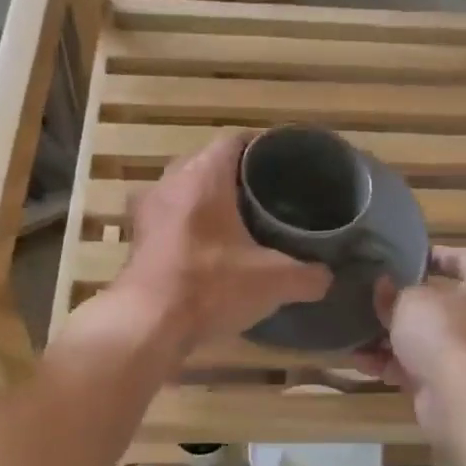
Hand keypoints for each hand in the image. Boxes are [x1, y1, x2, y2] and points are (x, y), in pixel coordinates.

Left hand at [110, 131, 330, 352]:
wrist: (146, 325)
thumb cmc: (211, 287)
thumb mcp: (274, 282)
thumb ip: (309, 275)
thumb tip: (327, 276)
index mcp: (203, 175)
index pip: (235, 140)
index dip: (263, 147)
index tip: (285, 164)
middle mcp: (171, 181)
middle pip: (209, 163)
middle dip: (238, 176)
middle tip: (269, 194)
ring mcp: (148, 210)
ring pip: (186, 191)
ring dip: (210, 201)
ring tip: (243, 220)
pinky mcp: (137, 239)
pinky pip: (170, 218)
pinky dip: (191, 225)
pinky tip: (212, 249)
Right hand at [355, 247, 465, 436]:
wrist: (463, 401)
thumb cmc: (444, 332)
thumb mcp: (409, 301)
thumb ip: (393, 293)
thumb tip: (384, 287)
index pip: (465, 259)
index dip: (436, 255)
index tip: (406, 257)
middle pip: (441, 303)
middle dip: (404, 303)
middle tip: (371, 295)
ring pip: (425, 338)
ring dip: (390, 337)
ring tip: (356, 331)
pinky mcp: (452, 384)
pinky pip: (417, 367)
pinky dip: (391, 364)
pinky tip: (361, 361)